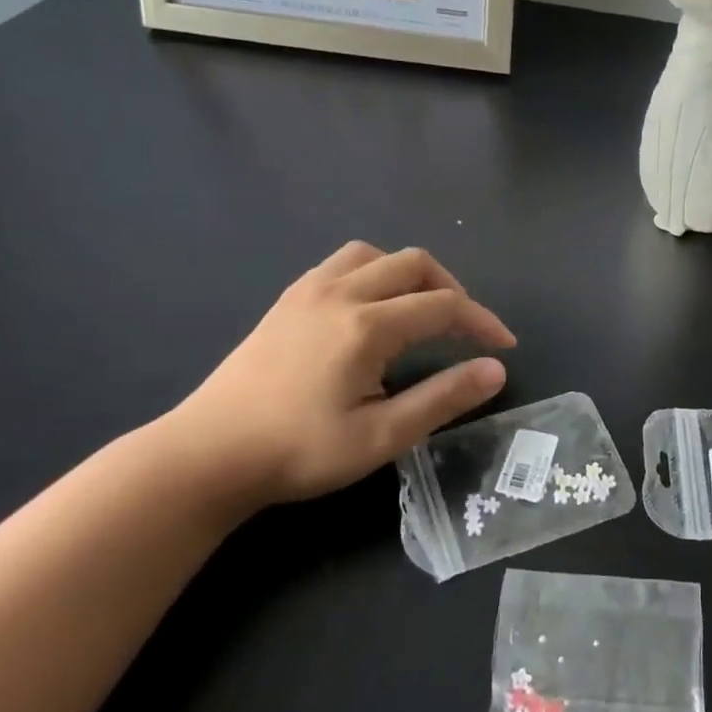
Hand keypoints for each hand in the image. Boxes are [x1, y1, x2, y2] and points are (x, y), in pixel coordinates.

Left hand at [163, 242, 513, 509]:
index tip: (504, 348)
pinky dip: (374, 274)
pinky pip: (342, 264)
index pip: (445, 306)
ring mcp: (308, 291)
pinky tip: (372, 311)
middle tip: (466, 331)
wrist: (207, 455)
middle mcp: (340, 293)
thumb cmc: (299, 451)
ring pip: (376, 255)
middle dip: (453, 291)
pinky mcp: (287, 301)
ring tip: (421, 312)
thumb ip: (443, 398)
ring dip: (410, 275)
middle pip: (415, 264)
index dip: (483, 322)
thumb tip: (495, 370)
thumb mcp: (382, 436)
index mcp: (367, 326)